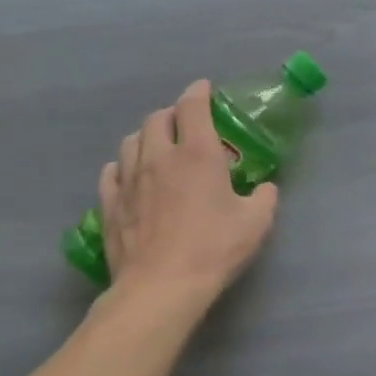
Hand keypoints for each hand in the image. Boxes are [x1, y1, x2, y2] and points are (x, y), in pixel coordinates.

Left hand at [96, 81, 278, 303]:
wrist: (162, 286)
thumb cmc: (215, 248)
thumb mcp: (257, 221)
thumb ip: (263, 197)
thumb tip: (264, 188)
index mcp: (198, 154)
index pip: (193, 107)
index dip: (198, 92)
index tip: (204, 89)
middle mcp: (160, 158)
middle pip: (156, 119)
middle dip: (171, 113)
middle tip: (185, 122)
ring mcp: (130, 180)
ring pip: (131, 141)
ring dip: (146, 136)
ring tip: (159, 146)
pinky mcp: (111, 205)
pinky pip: (111, 172)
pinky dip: (123, 165)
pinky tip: (130, 174)